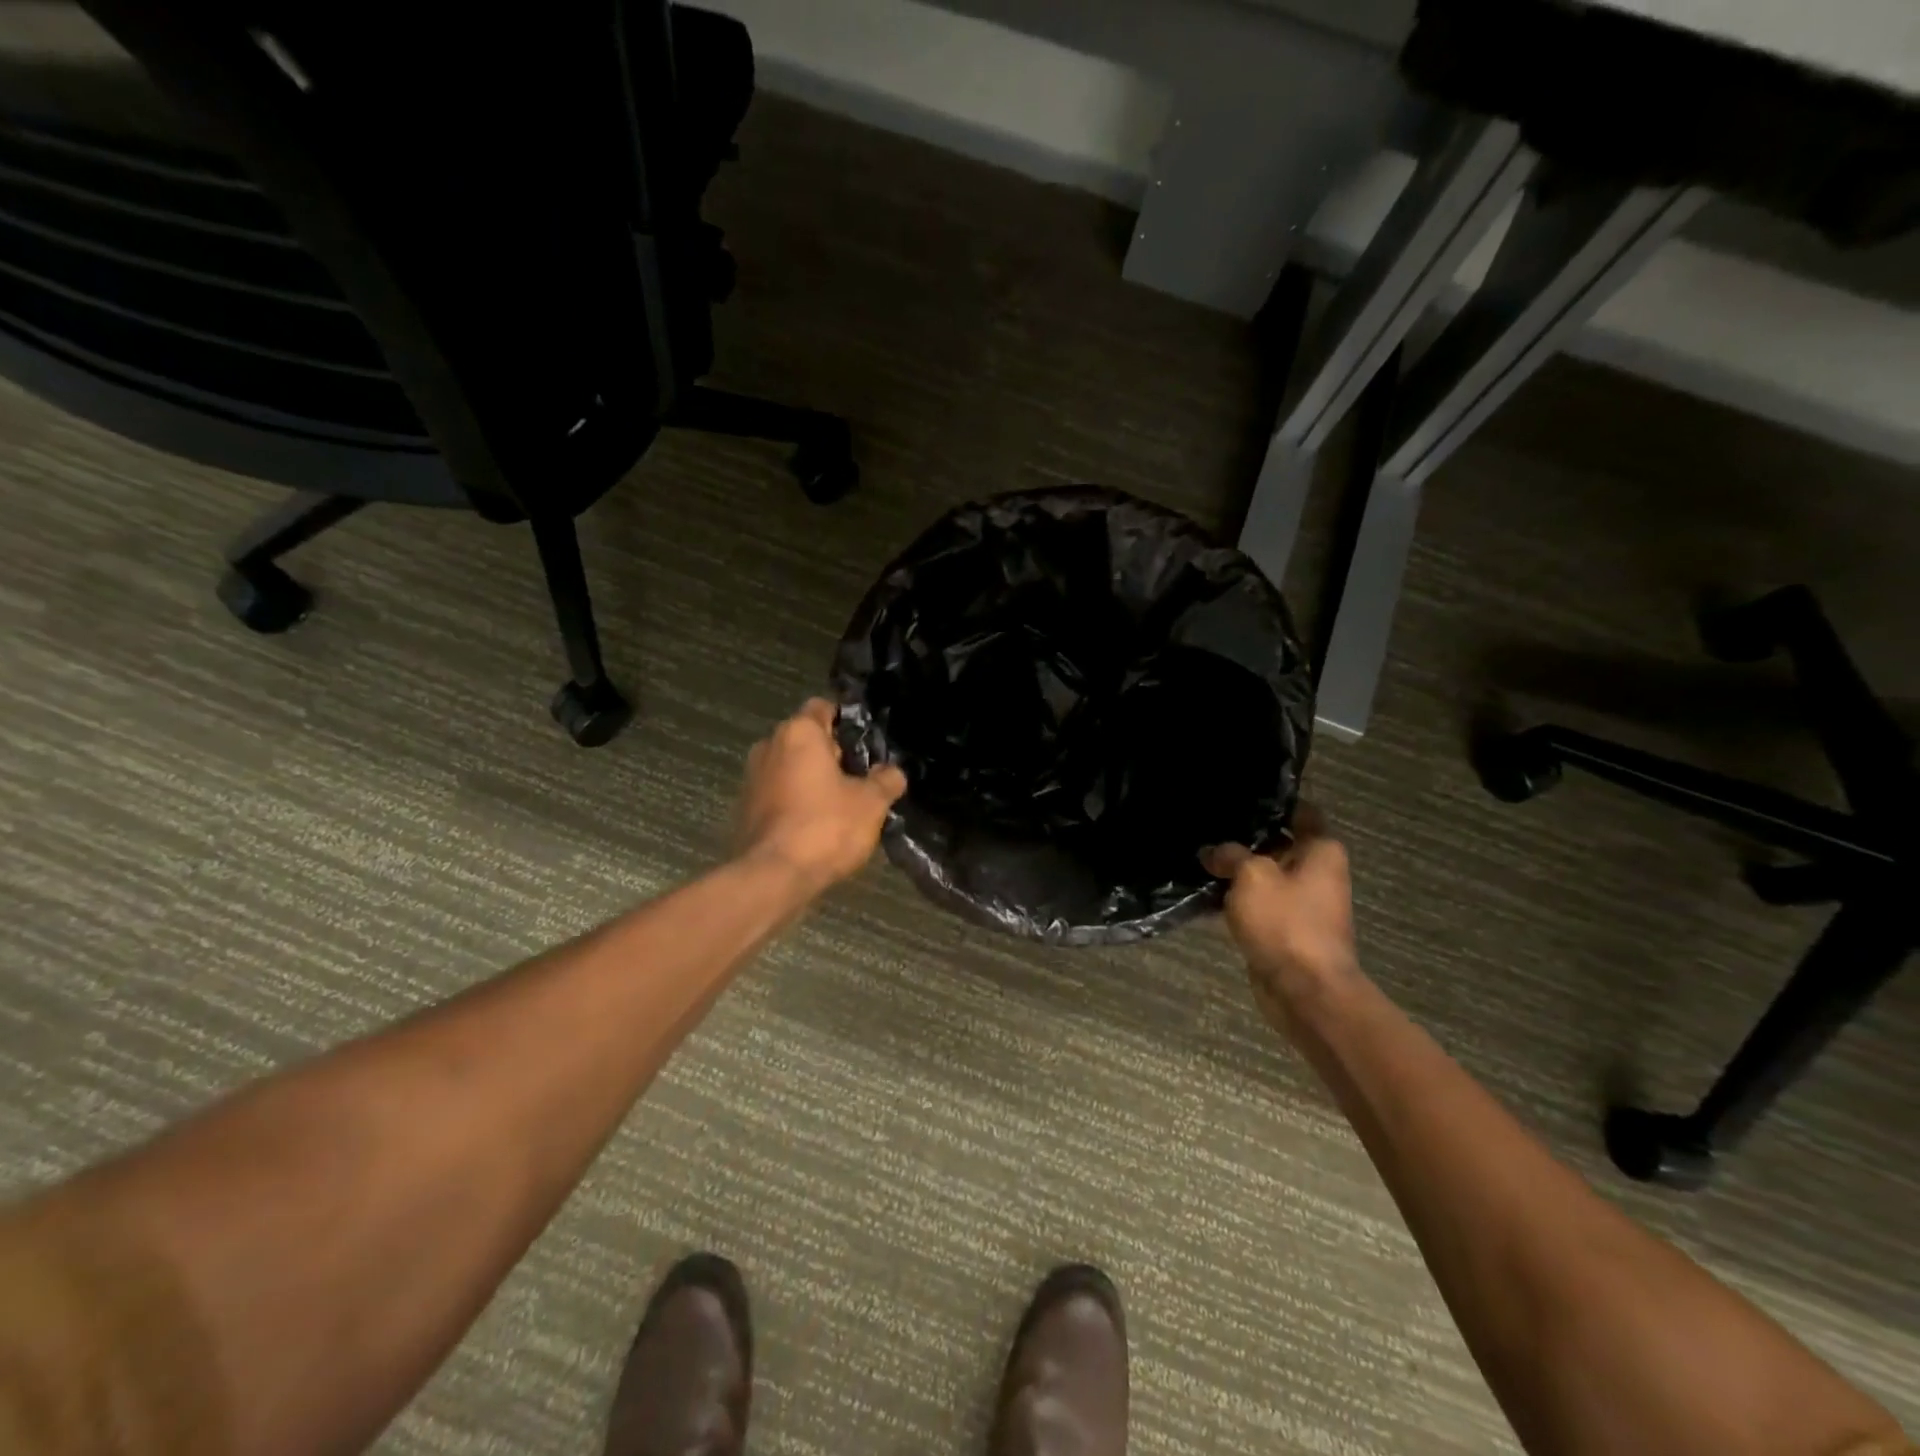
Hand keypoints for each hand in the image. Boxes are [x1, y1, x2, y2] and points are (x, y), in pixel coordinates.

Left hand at [736, 699, 907, 892]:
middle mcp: (769, 746)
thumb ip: (886, 780)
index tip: (866, 743)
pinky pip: (778, 793)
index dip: (847, 721)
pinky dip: (796, 802)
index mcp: (798, 733)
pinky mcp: (744, 808)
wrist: (773, 876)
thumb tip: (893, 772)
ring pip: (791, 767)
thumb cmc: (825, 827)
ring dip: (812, 780)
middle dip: (832, 754)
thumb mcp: (871, 803)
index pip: (823, 707)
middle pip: (806, 739)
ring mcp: (752, 777)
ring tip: (841, 805)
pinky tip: (816, 825)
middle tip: (860, 777)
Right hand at [1202, 807, 1360, 1035]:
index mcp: (1320, 851)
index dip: (1272, 801)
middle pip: (1275, 844)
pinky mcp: (1281, 930)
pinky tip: (1199, 895)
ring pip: (1260, 877)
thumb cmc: (1286, 922)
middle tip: (1205, 824)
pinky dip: (1232, 902)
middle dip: (1242, 838)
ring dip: (1232, 872)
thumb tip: (1213, 852)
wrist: (1304, 991)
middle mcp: (1315, 873)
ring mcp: (1299, 904)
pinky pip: (1253, 906)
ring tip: (1195, 856)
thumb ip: (1230, 855)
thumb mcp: (1252, 876)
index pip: (1299, 811)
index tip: (1237, 794)